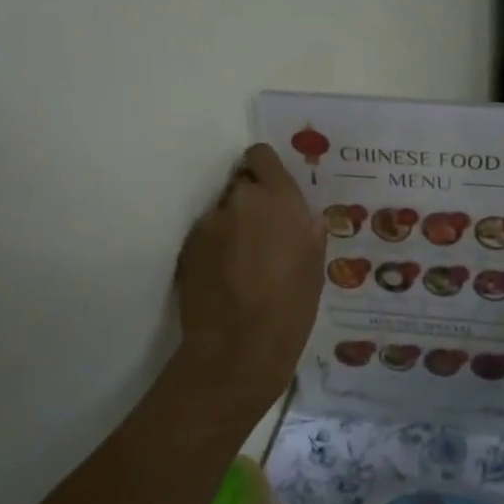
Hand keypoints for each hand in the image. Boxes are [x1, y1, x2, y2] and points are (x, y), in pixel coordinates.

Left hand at [175, 143, 326, 411]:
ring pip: (222, 211)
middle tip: (258, 234)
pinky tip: (222, 275)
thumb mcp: (315, 265)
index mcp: (281, 199)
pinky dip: (213, 247)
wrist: (240, 347)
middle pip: (241, 184)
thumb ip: (306, 230)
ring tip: (239, 261)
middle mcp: (243, 200)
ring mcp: (211, 222)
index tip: (269, 191)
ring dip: (230, 225)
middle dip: (249, 203)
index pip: (261, 156)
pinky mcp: (188, 245)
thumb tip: (300, 217)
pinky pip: (206, 235)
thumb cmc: (292, 307)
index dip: (264, 171)